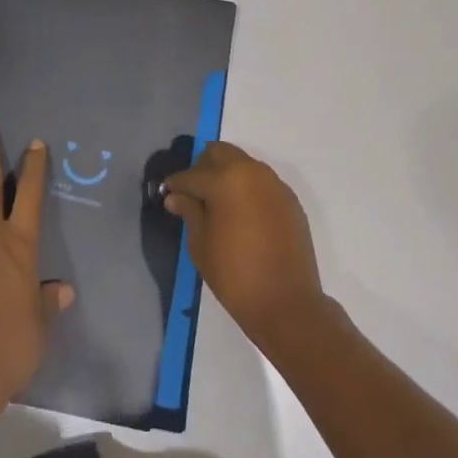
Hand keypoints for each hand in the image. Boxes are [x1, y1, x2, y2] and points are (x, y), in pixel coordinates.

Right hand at [163, 141, 325, 353]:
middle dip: (203, 167)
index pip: (192, 175)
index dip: (176, 185)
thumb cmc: (235, 275)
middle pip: (220, 153)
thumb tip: (176, 196)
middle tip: (194, 193)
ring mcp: (274, 184)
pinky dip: (247, 189)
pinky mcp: (290, 200)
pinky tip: (242, 215)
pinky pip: (262, 183)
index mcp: (225, 179)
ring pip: (243, 165)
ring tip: (218, 204)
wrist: (287, 304)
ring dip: (227, 175)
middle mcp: (251, 172)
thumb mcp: (201, 245)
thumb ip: (189, 212)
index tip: (168, 194)